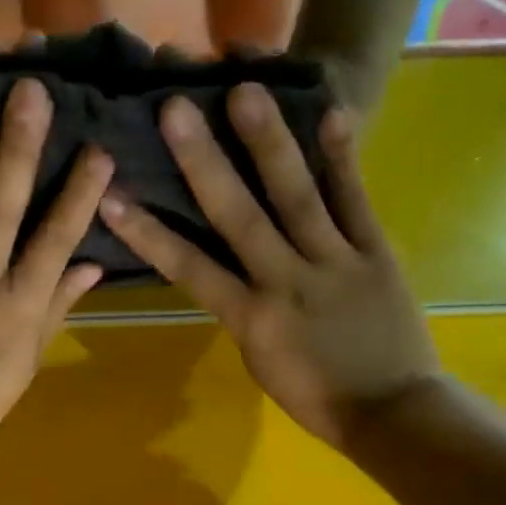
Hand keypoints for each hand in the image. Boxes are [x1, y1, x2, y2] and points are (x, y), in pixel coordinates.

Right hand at [99, 84, 435, 448]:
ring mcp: (334, 262)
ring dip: (269, 144)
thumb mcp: (261, 361)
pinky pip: (356, 202)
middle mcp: (286, 281)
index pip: (190, 269)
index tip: (111, 196)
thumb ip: (241, 309)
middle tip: (175, 109)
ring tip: (247, 91)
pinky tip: (332, 112)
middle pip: (239, 218)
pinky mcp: (376, 252)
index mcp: (251, 319)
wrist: (394, 413)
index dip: (149, 233)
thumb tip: (224, 266)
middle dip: (203, 163)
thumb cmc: (317, 396)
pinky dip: (343, 159)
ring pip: (297, 198)